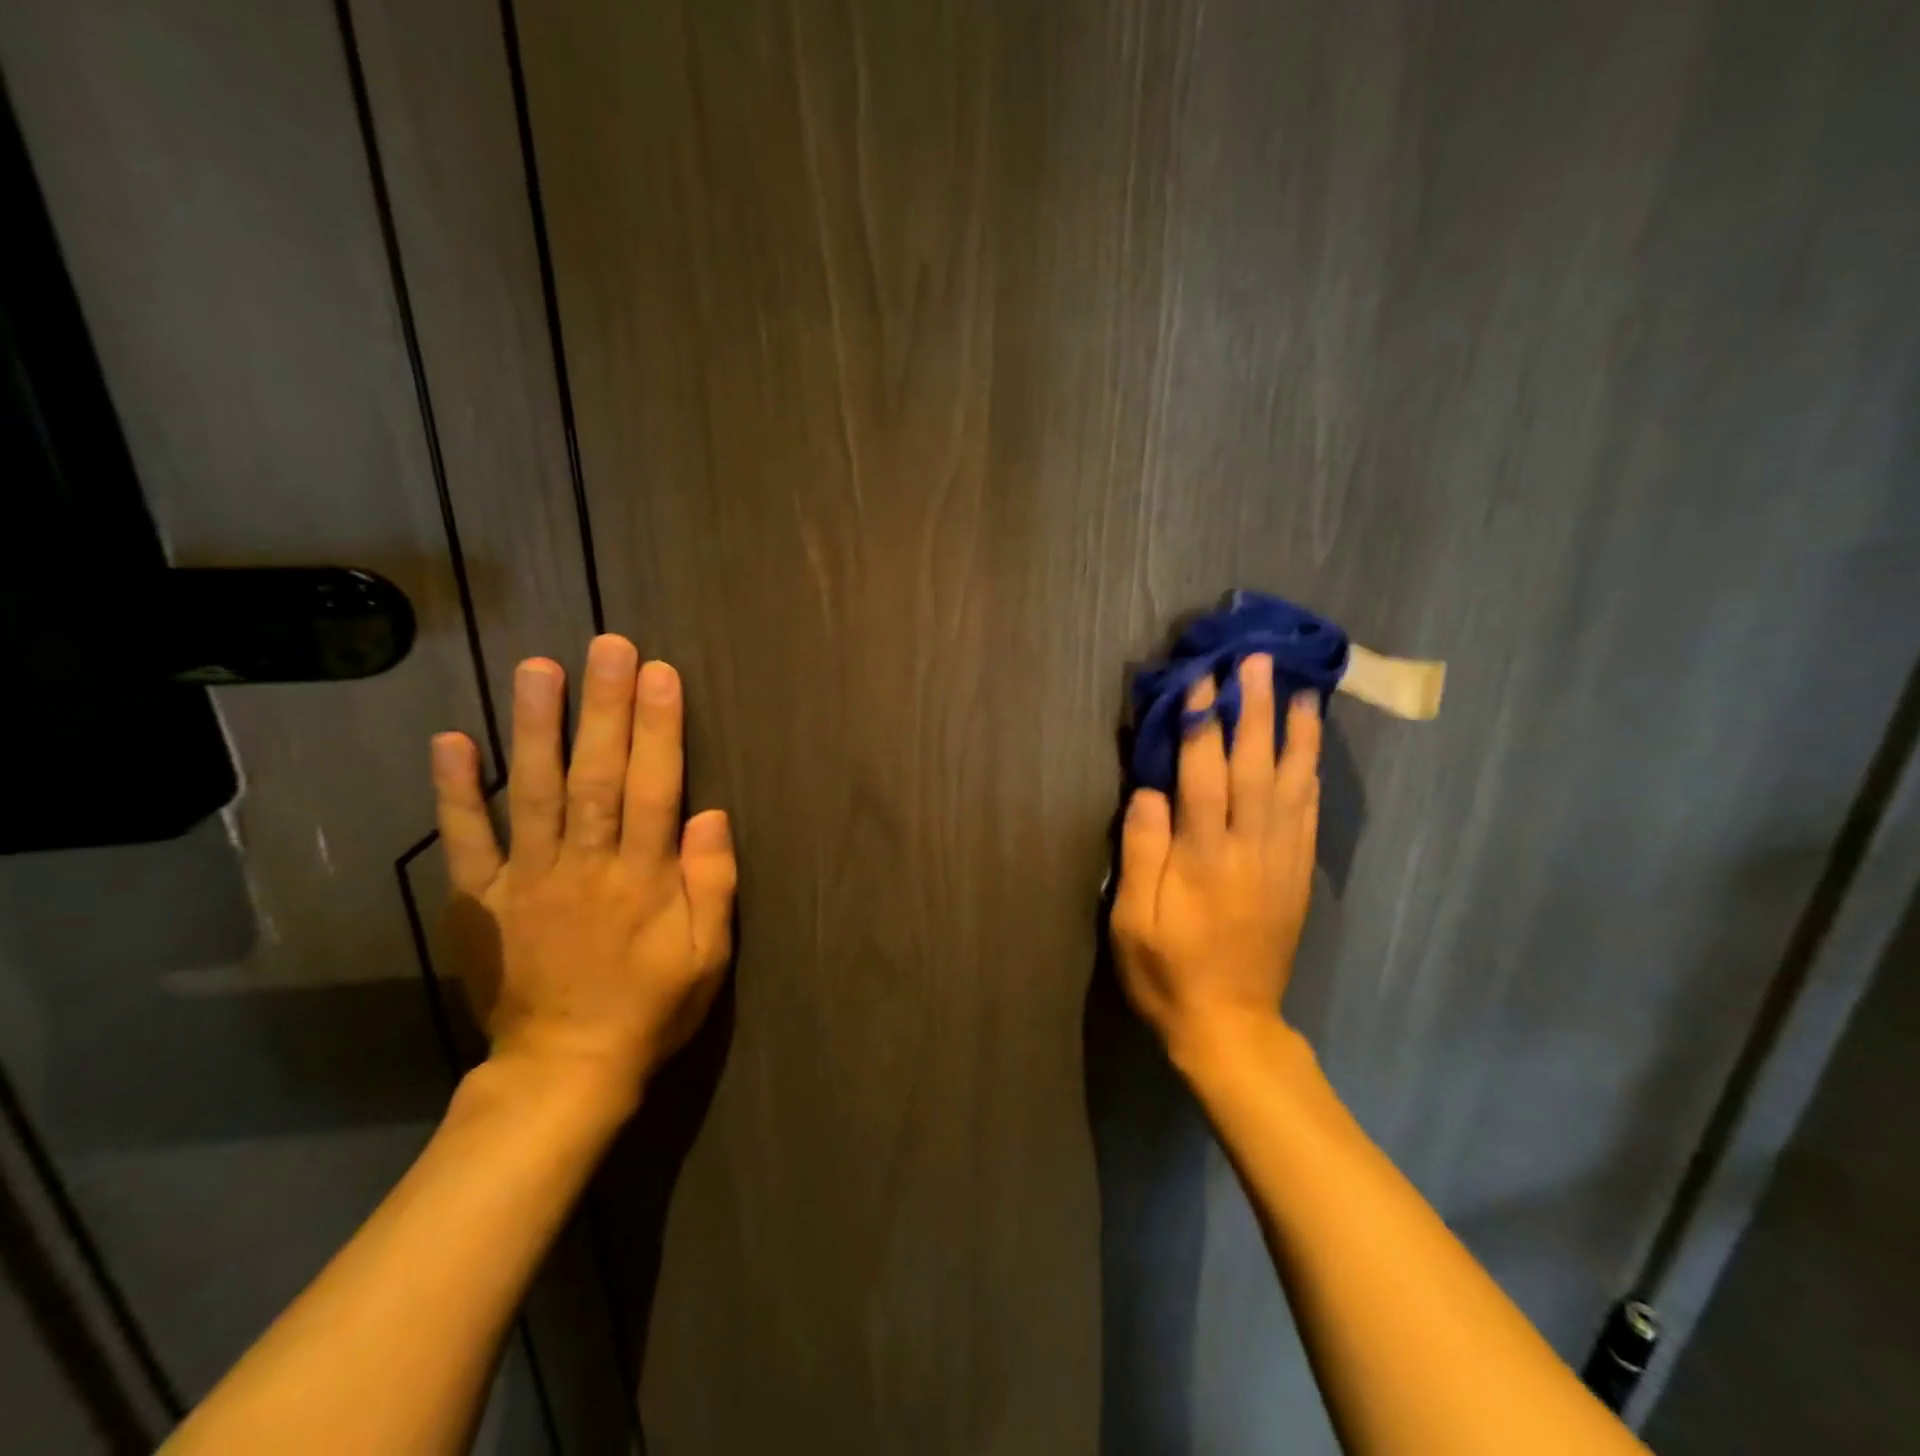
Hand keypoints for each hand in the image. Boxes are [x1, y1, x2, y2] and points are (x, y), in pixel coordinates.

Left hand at [430, 635, 736, 1104]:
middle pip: (596, 775)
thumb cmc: (651, 1008)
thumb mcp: (707, 956)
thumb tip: (710, 814)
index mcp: (642, 879)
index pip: (655, 789)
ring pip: (532, 792)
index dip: (659, 729)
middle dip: (604, 708)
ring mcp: (526, 880)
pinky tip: (451, 740)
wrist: (563, 1071)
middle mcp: (584, 866)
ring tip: (537, 668)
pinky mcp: (481, 900)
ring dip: (534, 727)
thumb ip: (712, 884)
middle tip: (607, 646)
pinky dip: (454, 791)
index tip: (660, 674)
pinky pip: (466, 840)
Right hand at [1110, 654, 1321, 1061]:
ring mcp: (1281, 862)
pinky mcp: (1297, 877)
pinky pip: (1309, 817)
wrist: (1230, 1027)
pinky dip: (1310, 777)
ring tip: (1301, 690)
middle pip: (1254, 767)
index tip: (1202, 679)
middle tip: (1258, 662)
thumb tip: (1149, 792)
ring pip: (1292, 785)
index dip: (1203, 724)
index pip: (1204, 775)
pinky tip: (1311, 752)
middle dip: (1254, 710)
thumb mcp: (1133, 922)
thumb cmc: (1168, 973)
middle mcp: (1250, 850)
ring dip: (1295, 734)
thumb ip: (1142, 854)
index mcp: (1204, 858)